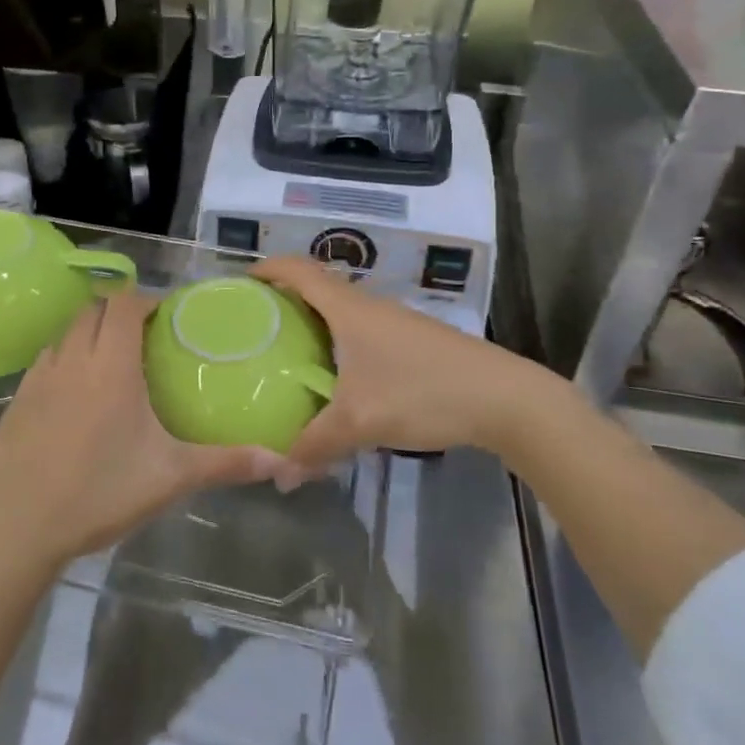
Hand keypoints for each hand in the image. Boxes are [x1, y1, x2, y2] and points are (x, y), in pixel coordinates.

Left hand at [0, 290, 296, 574]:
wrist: (18, 527)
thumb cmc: (100, 493)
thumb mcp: (170, 477)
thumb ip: (226, 463)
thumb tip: (281, 462)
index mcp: (111, 366)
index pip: (125, 304)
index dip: (146, 300)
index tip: (167, 318)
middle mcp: (73, 359)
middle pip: (95, 309)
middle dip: (120, 311)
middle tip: (146, 337)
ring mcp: (39, 377)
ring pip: (67, 331)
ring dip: (91, 331)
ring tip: (113, 360)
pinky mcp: (16, 398)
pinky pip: (46, 358)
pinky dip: (65, 357)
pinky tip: (76, 393)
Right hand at [254, 256, 545, 469]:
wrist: (504, 398)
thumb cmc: (423, 392)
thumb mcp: (361, 422)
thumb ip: (314, 446)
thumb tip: (278, 476)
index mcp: (348, 308)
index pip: (298, 270)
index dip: (267, 269)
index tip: (240, 284)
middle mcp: (368, 305)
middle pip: (316, 287)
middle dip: (283, 299)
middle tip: (254, 327)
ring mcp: (393, 322)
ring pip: (341, 311)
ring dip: (312, 322)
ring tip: (286, 353)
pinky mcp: (411, 341)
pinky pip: (360, 330)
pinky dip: (337, 341)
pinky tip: (335, 377)